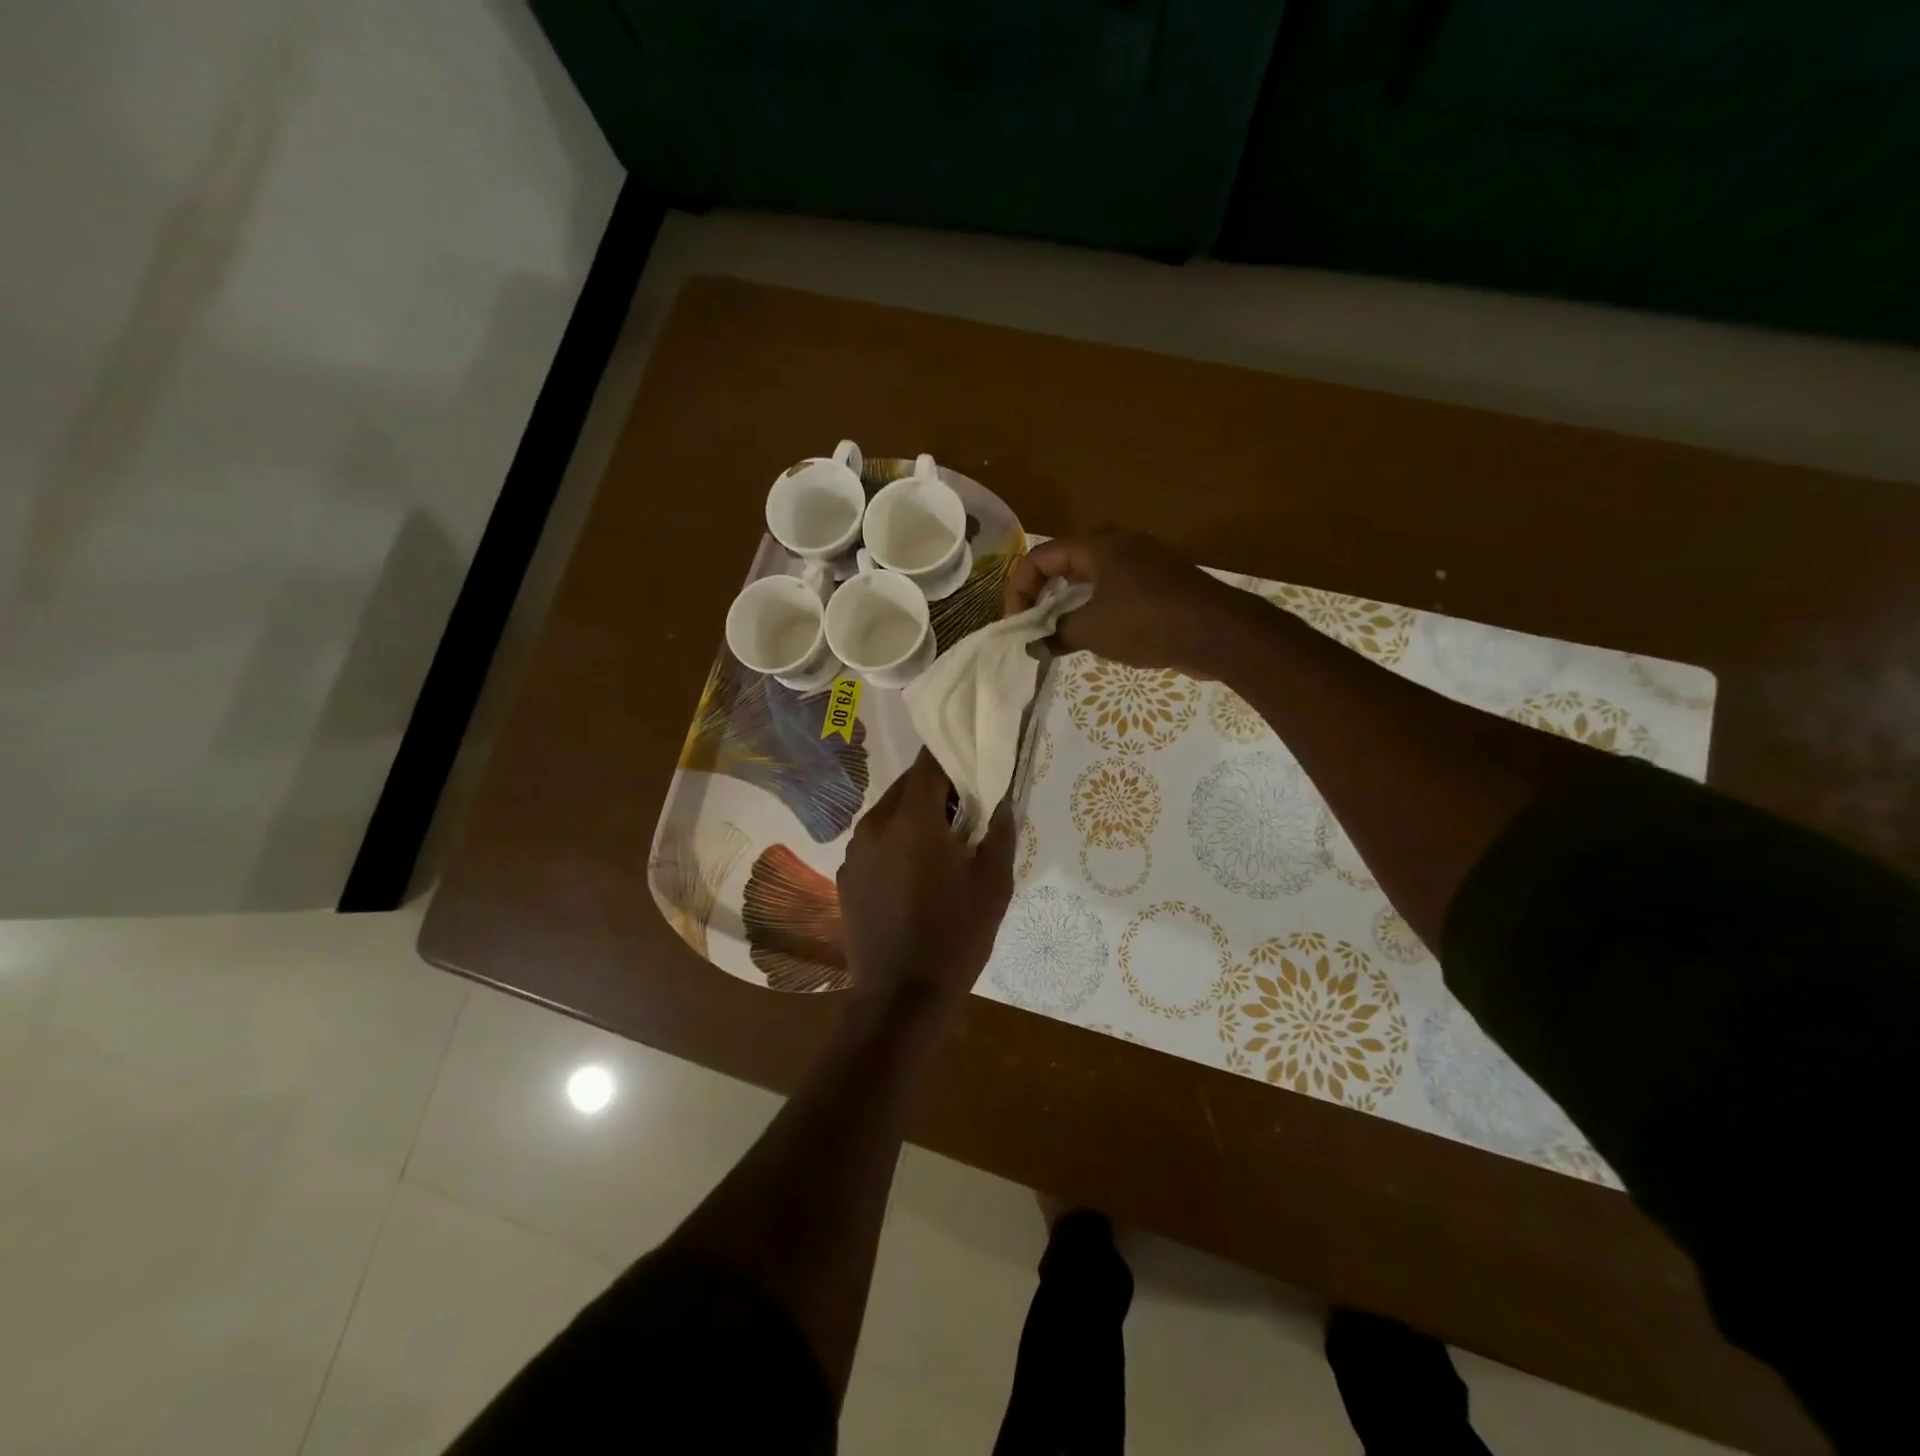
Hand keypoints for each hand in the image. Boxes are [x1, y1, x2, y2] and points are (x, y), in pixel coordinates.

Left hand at [838, 749, 1016, 1008]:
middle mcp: (875, 824)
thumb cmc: (956, 936)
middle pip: (907, 785)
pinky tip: (913, 874)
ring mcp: (855, 851)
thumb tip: (1001, 797)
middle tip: (964, 811)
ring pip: (888, 812)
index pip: (930, 763)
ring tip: (940, 845)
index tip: (973, 763)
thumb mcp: (993, 884)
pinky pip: (874, 841)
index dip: (953, 757)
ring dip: (914, 815)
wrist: (902, 997)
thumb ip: (999, 830)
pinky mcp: (846, 875)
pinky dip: (895, 842)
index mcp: (913, 819)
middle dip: (935, 788)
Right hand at [1003, 530, 1259, 677]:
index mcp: (1097, 546)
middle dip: (1042, 597)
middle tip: (1035, 629)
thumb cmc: (1148, 623)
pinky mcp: (1160, 582)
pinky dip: (1095, 609)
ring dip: (1069, 606)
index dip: (1020, 590)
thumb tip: (1032, 645)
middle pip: (1064, 564)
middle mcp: (1118, 544)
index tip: (1018, 624)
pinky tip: (1095, 637)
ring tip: (1060, 637)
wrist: (1219, 632)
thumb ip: (1055, 635)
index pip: (1040, 558)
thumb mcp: (1092, 631)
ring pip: (1090, 579)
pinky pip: (1114, 590)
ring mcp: (1143, 561)